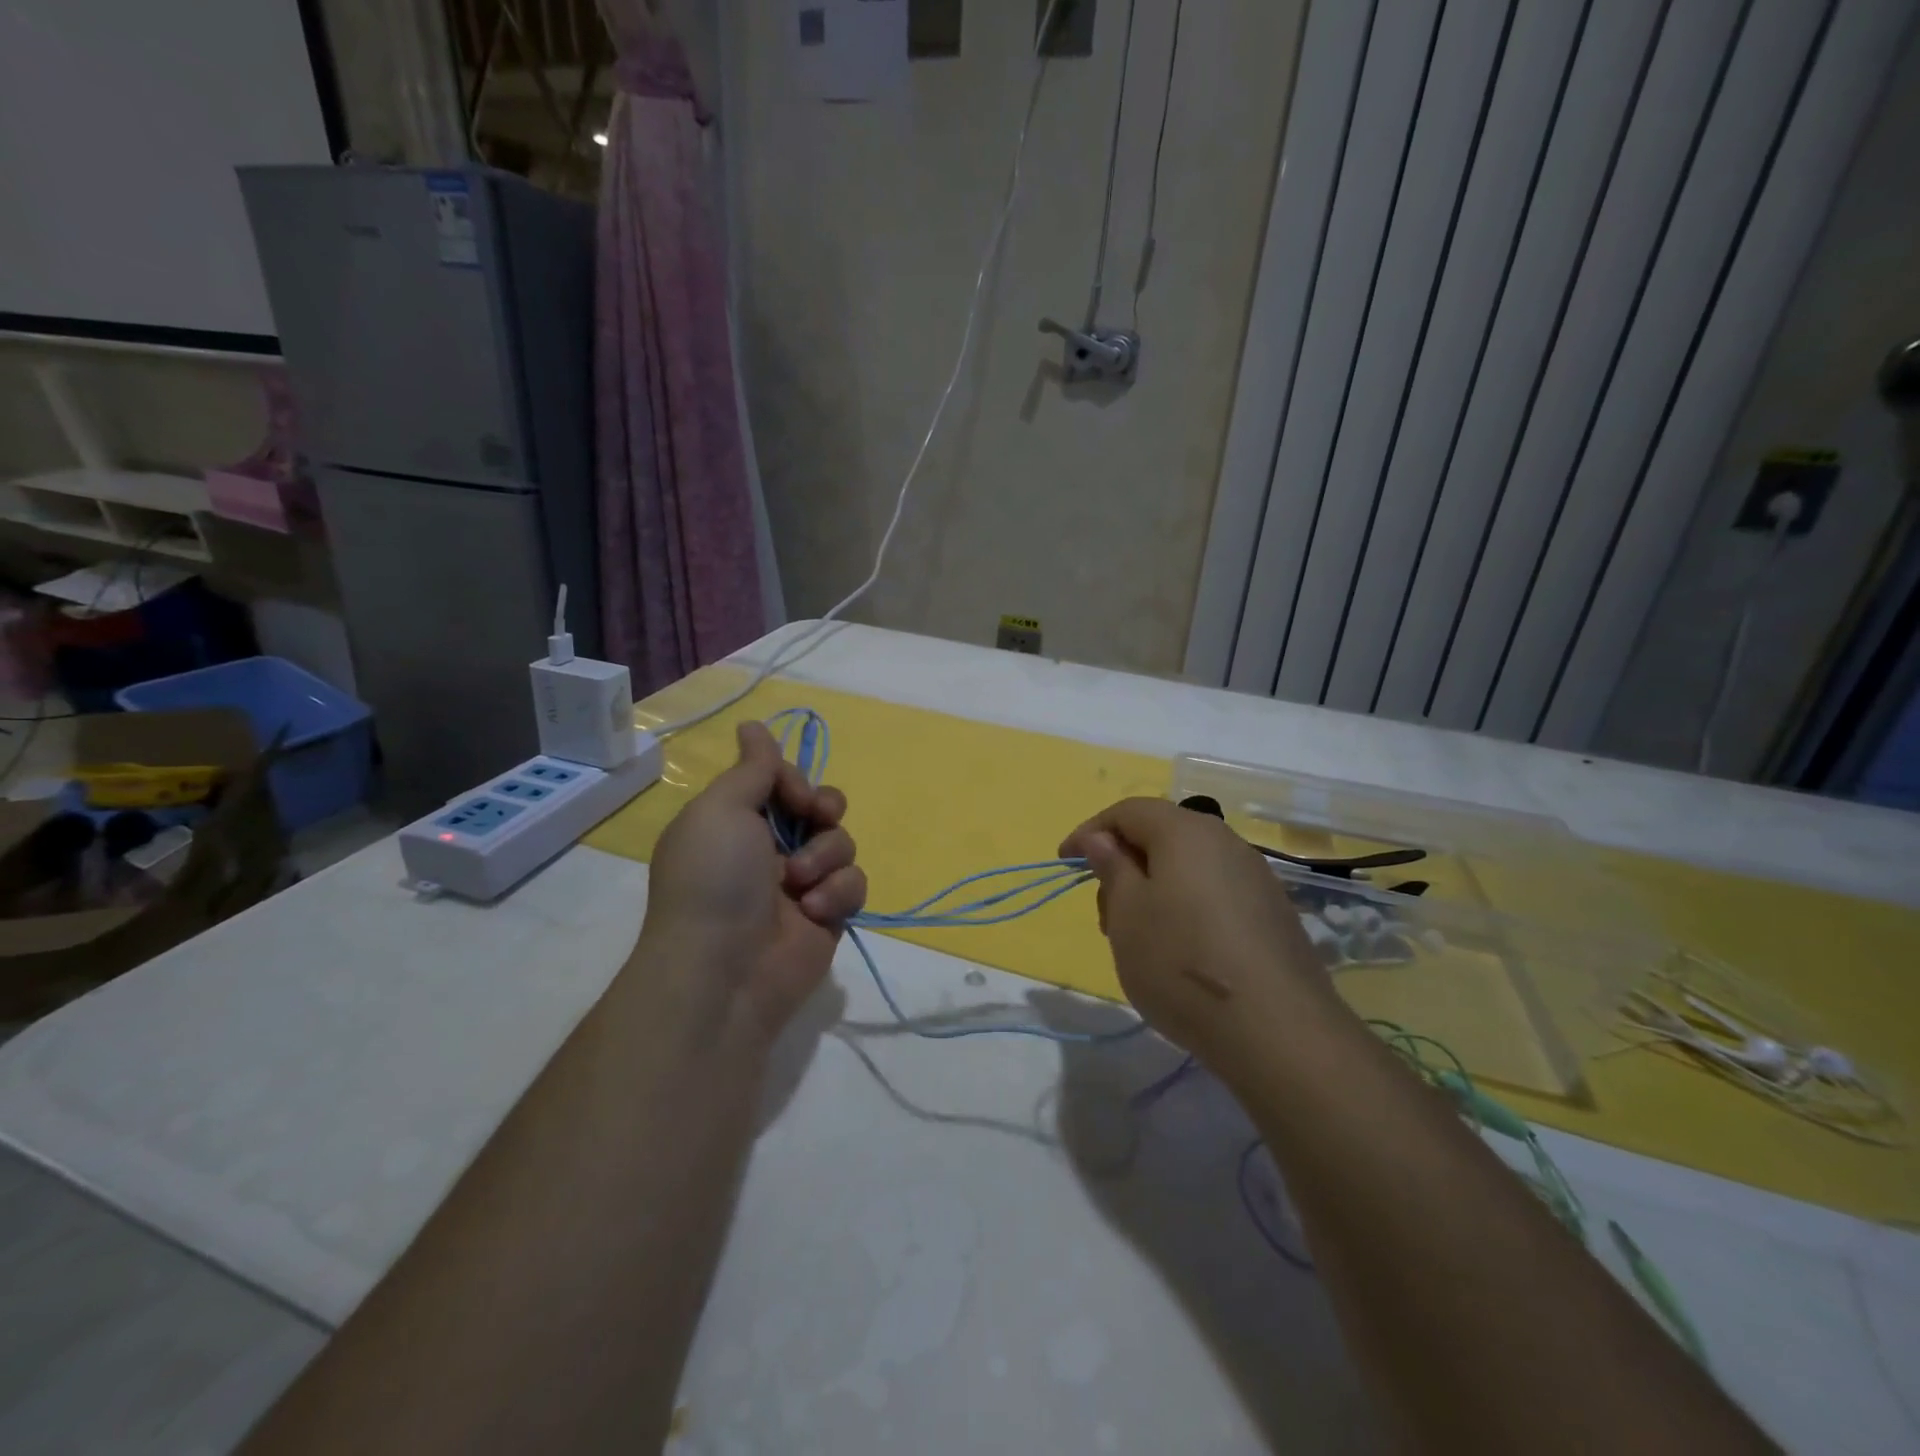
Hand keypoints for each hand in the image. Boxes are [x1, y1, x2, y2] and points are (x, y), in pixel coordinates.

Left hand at [635, 722, 865, 1043]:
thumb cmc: (714, 879)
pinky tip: (815, 911)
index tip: (793, 793)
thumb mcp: (721, 810)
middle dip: (823, 809)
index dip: (795, 781)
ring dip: (826, 856)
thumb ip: (751, 768)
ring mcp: (801, 884)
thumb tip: (752, 724)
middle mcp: (768, 850)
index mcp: (737, 823)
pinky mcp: (828, 916)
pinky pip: (854, 884)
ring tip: (801, 884)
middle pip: (819, 807)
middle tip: (816, 818)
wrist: (724, 971)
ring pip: (842, 843)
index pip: (782, 782)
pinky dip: (838, 893)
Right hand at [1060, 798, 1337, 1063]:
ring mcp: (1255, 877)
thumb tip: (1100, 838)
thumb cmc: (1182, 962)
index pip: (1127, 811)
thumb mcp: (1127, 913)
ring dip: (1152, 889)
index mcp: (1185, 831)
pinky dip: (1185, 907)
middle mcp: (1225, 842)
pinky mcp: (1272, 913)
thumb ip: (1111, 866)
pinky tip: (1180, 951)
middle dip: (1123, 864)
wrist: (1277, 1030)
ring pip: (1187, 867)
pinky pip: (1214, 892)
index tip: (1065, 862)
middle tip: (1105, 913)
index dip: (1090, 831)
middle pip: (1160, 835)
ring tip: (1139, 938)